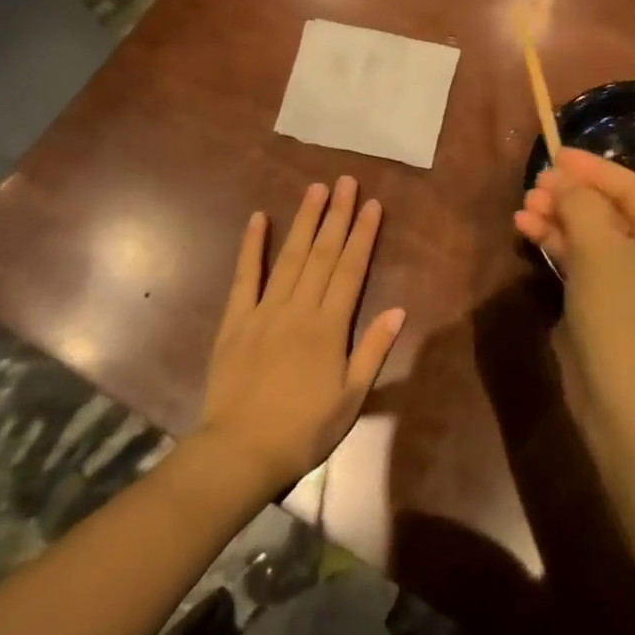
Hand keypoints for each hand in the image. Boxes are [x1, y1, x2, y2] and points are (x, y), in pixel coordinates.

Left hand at [199, 177, 405, 493]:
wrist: (240, 453)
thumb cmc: (303, 430)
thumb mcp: (351, 399)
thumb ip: (372, 351)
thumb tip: (398, 309)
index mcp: (329, 327)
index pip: (351, 269)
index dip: (363, 234)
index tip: (372, 204)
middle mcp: (300, 308)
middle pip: (323, 253)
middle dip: (337, 215)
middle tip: (345, 180)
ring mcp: (265, 310)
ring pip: (290, 256)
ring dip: (305, 221)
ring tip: (316, 188)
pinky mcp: (236, 320)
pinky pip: (245, 276)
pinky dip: (252, 246)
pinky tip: (258, 218)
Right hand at [514, 148, 634, 425]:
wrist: (622, 397)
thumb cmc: (618, 310)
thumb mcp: (597, 246)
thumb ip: (579, 202)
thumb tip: (562, 180)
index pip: (629, 186)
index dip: (592, 167)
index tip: (556, 154)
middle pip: (608, 209)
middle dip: (570, 194)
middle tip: (534, 185)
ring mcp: (629, 282)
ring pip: (590, 235)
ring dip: (558, 218)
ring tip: (523, 208)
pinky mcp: (605, 304)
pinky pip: (581, 261)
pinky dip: (557, 245)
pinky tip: (527, 232)